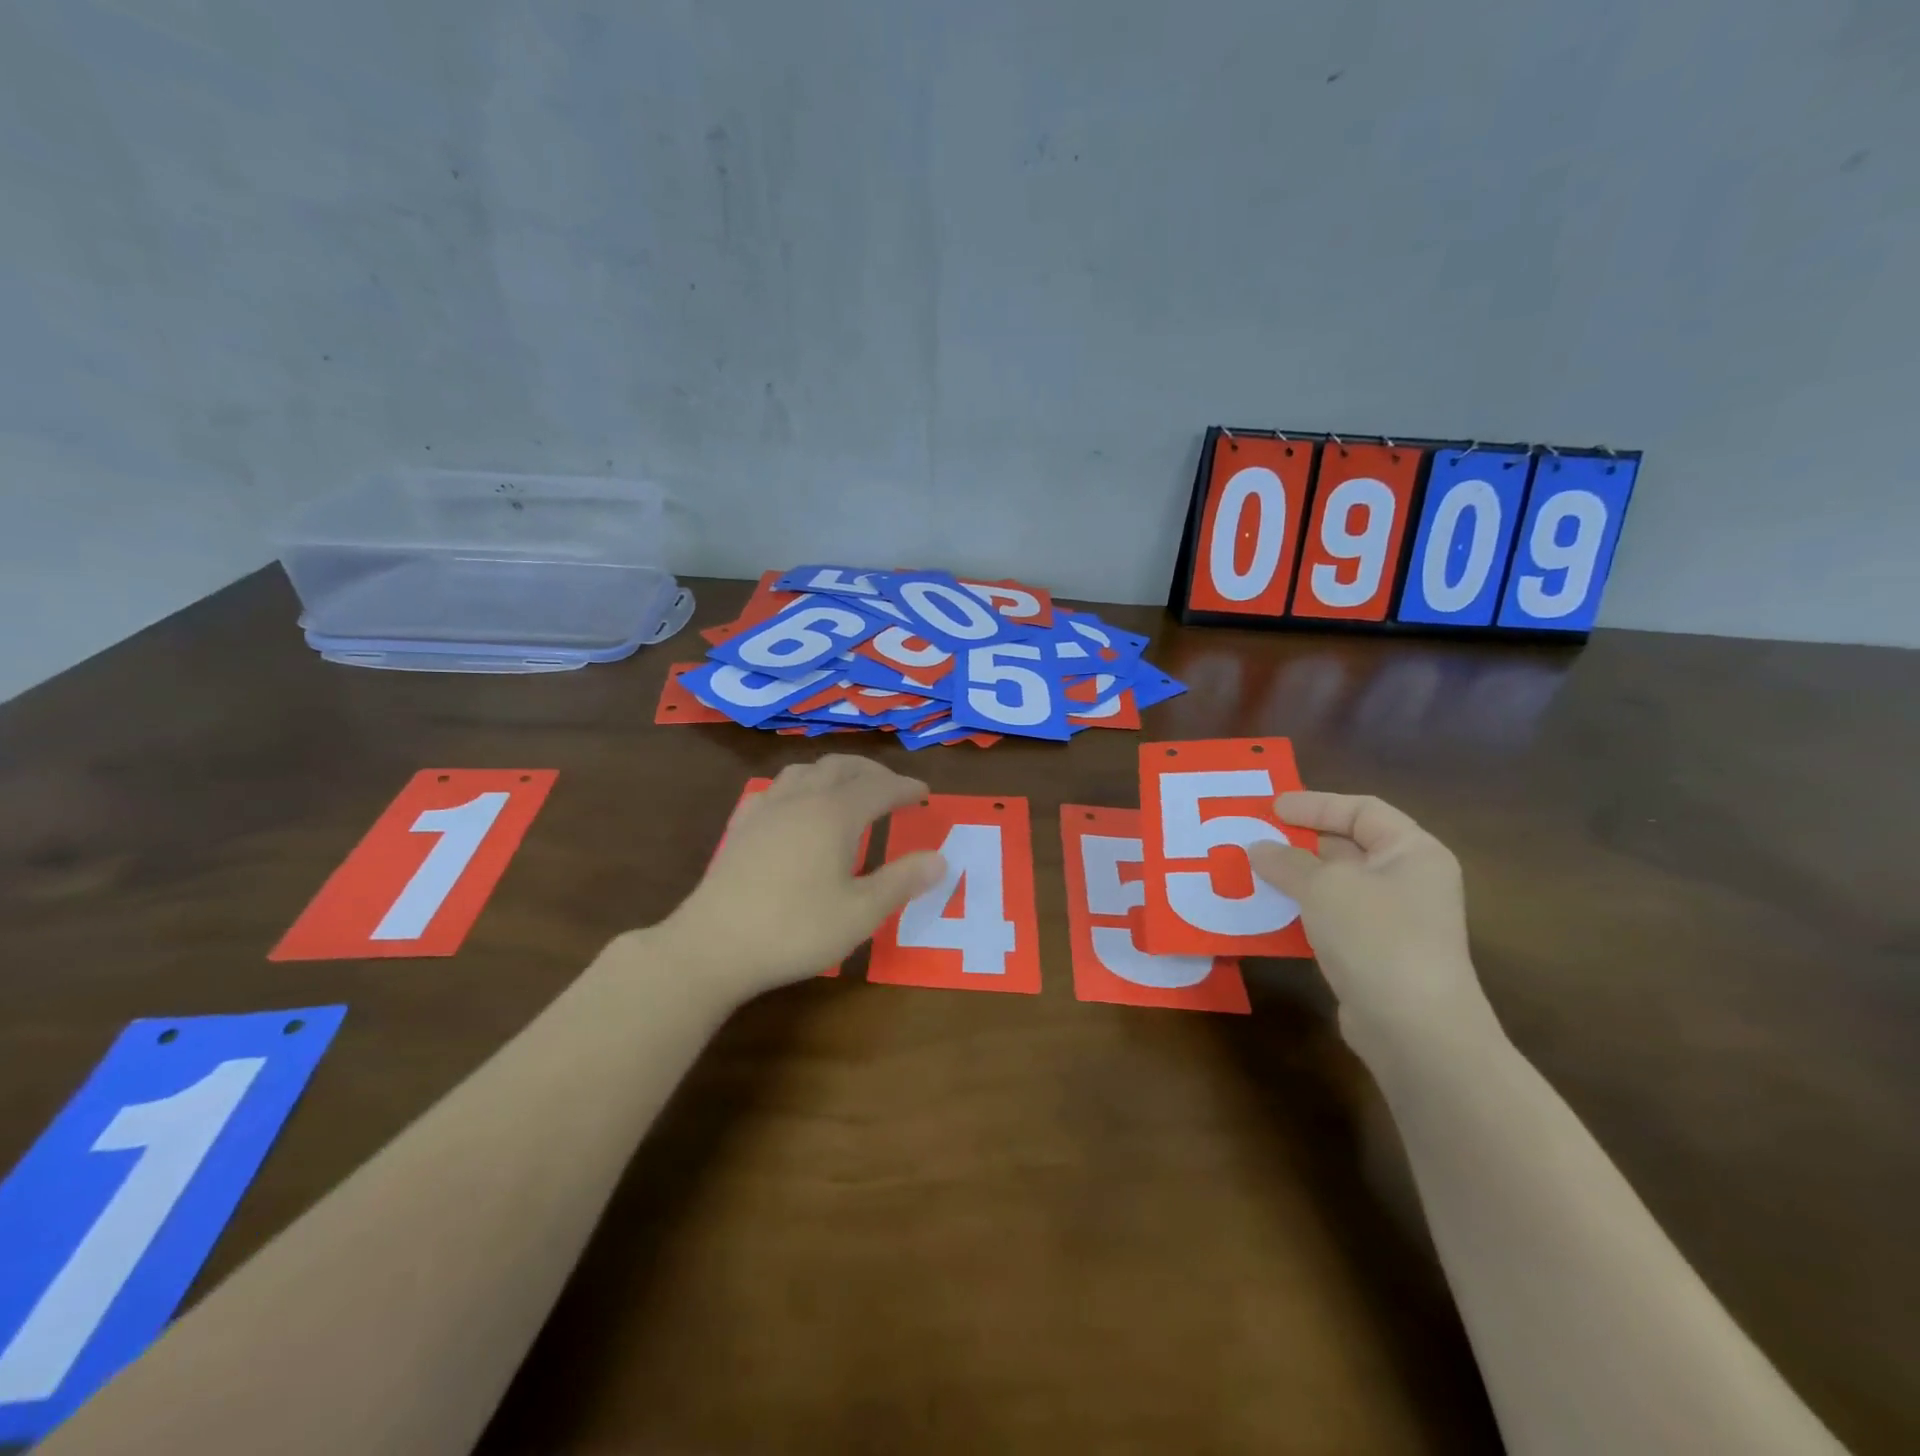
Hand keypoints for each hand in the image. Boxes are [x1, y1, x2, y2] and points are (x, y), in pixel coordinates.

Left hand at [661, 756, 945, 1001]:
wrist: (713, 945)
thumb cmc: (795, 929)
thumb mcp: (860, 912)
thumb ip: (902, 881)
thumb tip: (940, 859)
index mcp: (835, 814)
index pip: (879, 787)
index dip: (905, 787)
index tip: (924, 793)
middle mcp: (801, 799)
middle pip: (842, 767)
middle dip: (873, 772)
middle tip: (892, 788)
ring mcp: (766, 809)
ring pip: (806, 770)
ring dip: (835, 772)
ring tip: (849, 789)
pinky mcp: (742, 826)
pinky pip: (777, 788)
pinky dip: (801, 786)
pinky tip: (796, 807)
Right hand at [1248, 792, 1499, 1061]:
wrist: (1414, 1029)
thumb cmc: (1376, 936)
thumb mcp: (1324, 886)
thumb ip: (1287, 861)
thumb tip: (1258, 848)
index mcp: (1412, 852)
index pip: (1363, 810)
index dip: (1316, 804)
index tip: (1272, 809)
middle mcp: (1408, 880)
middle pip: (1348, 846)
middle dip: (1299, 841)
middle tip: (1253, 836)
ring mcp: (1393, 920)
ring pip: (1335, 885)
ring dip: (1293, 877)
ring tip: (1250, 871)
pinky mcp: (1374, 954)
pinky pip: (1330, 918)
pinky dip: (1299, 910)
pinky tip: (1266, 913)